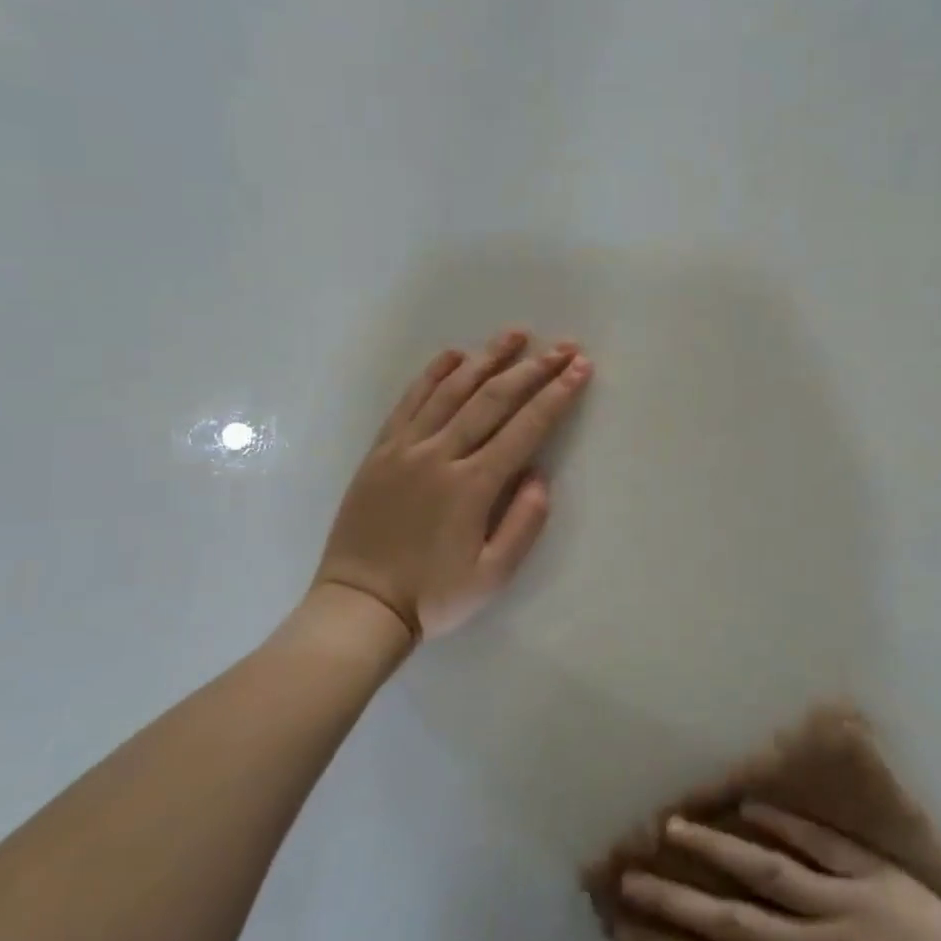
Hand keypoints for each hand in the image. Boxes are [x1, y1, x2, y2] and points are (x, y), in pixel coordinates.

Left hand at [313, 329, 592, 640]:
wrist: (359, 606)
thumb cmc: (432, 596)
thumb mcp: (492, 576)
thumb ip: (523, 524)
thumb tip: (539, 476)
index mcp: (472, 486)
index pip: (525, 428)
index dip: (557, 395)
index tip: (580, 367)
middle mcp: (440, 455)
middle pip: (493, 399)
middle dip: (532, 369)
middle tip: (562, 346)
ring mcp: (406, 449)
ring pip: (451, 391)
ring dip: (486, 358)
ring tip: (514, 334)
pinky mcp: (380, 451)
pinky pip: (409, 402)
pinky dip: (432, 374)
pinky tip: (452, 355)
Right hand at [613, 805, 940, 940]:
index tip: (628, 934)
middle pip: (732, 917)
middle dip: (676, 899)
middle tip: (629, 878)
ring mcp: (845, 899)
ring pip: (767, 867)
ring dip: (718, 847)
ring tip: (674, 825)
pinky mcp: (875, 873)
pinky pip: (821, 842)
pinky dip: (784, 822)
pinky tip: (749, 804)